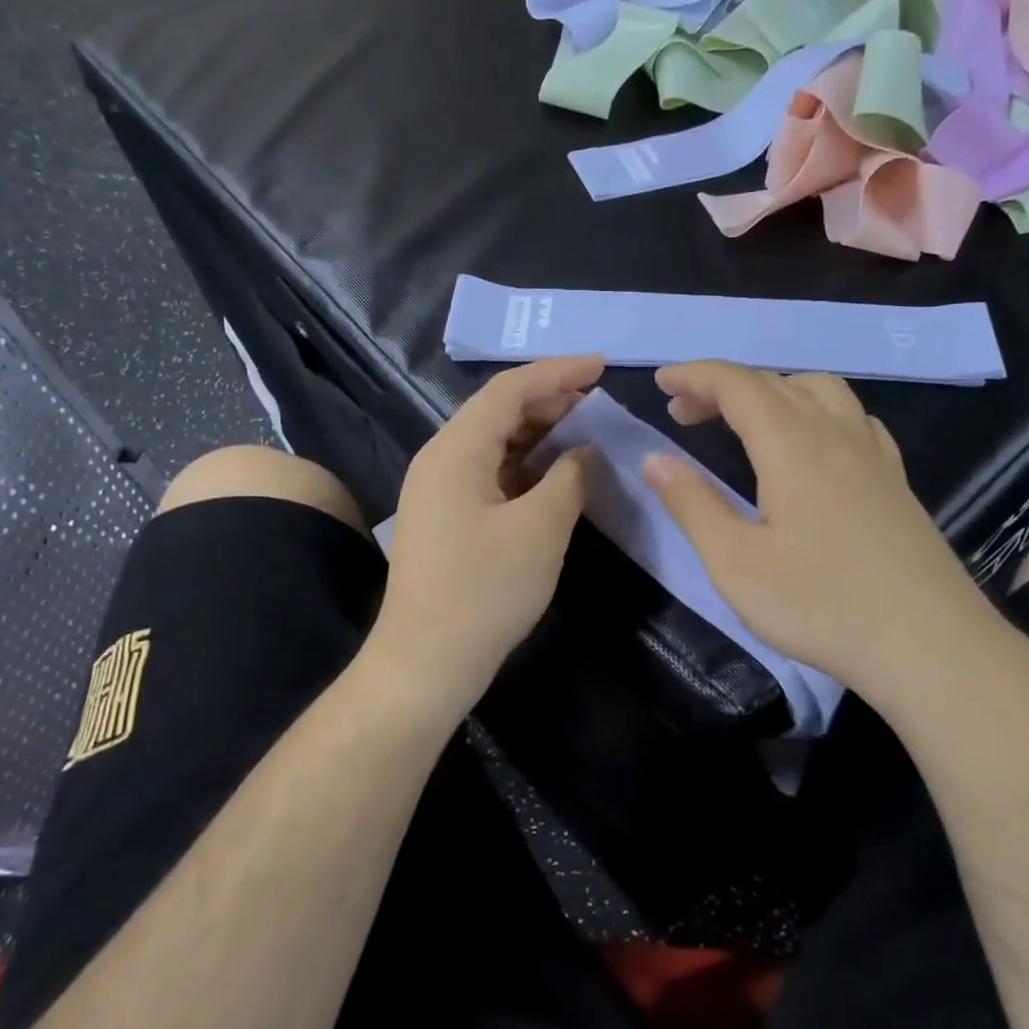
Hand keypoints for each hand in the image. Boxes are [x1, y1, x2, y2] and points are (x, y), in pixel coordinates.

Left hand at [368, 355, 600, 708]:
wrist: (427, 662)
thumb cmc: (484, 591)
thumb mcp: (540, 529)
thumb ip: (569, 479)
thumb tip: (583, 452)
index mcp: (455, 450)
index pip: (508, 390)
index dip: (556, 372)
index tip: (601, 366)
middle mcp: (441, 460)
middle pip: (497, 412)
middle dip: (549, 400)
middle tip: (597, 400)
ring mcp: (440, 490)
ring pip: (494, 444)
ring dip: (539, 433)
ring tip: (584, 430)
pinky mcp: (448, 518)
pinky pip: (491, 474)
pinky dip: (526, 466)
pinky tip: (556, 474)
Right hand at [642, 361, 1008, 701]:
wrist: (929, 645)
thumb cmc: (820, 605)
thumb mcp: (735, 562)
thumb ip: (692, 504)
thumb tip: (654, 459)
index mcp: (791, 445)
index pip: (737, 384)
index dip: (695, 375)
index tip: (660, 383)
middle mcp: (835, 433)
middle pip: (774, 382)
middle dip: (723, 386)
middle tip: (684, 413)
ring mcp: (873, 454)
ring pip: (820, 391)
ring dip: (773, 390)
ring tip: (745, 421)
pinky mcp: (895, 481)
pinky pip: (853, 419)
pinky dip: (817, 411)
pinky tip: (814, 445)